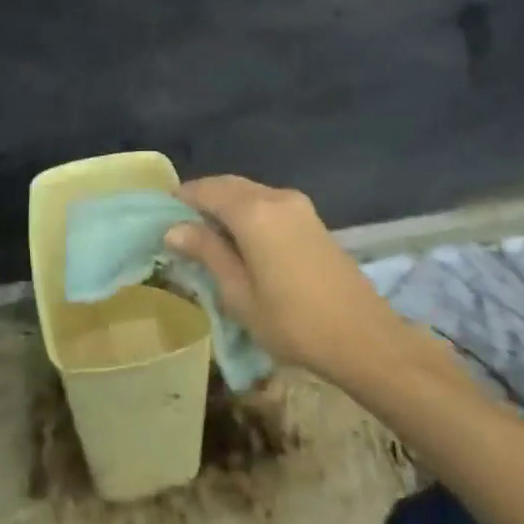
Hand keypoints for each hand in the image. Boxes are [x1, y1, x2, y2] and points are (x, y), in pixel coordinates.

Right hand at [164, 175, 405, 381]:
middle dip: (203, 199)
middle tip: (180, 224)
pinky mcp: (313, 220)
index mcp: (253, 211)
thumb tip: (175, 228)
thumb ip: (208, 253)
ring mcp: (298, 206)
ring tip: (206, 234)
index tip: (161, 212)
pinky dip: (248, 212)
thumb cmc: (292, 321)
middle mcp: (276, 197)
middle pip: (230, 186)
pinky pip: (269, 204)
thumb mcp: (239, 293)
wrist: (363, 337)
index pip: (207, 190)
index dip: (182, 197)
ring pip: (251, 193)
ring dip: (227, 205)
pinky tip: (241, 239)